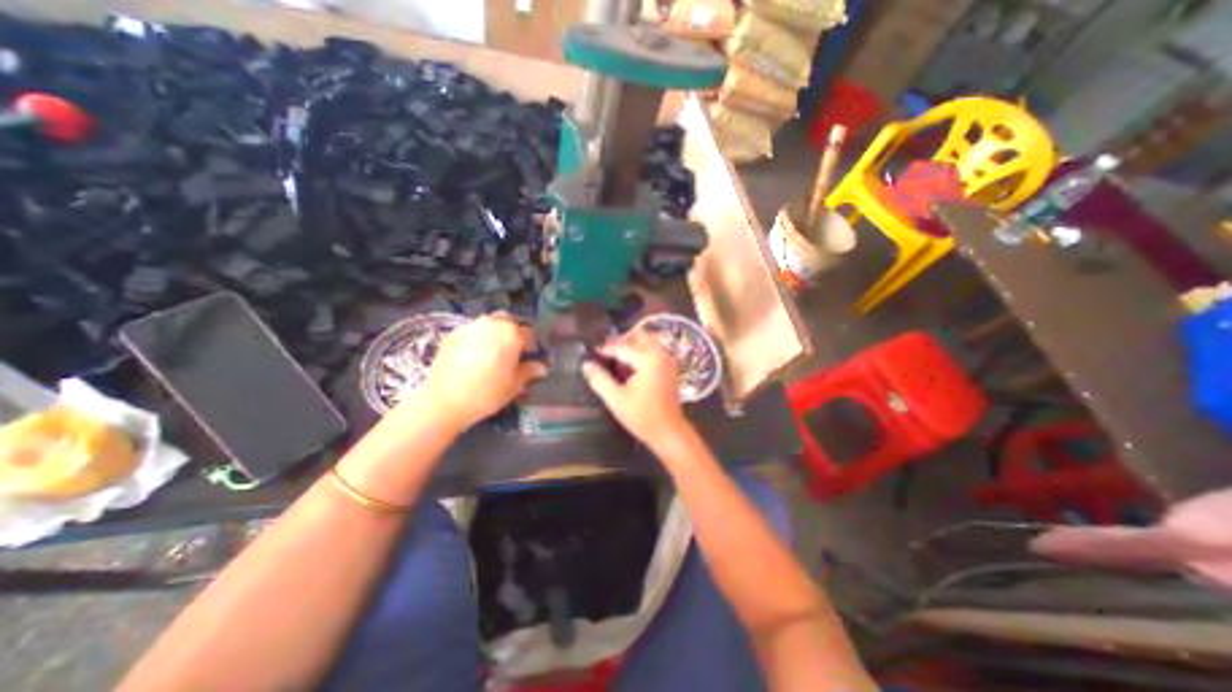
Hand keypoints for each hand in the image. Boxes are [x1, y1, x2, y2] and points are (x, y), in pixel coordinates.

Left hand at [405, 313, 541, 432]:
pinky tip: (475, 356)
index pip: (529, 333)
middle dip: (514, 333)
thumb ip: (529, 371)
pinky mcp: (453, 334)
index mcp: (512, 334)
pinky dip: (478, 338)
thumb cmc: (487, 393)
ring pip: (489, 323)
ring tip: (493, 353)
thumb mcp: (515, 385)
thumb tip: (541, 367)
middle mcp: (492, 324)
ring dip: (495, 333)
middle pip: (509, 322)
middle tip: (513, 352)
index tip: (530, 357)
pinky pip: (472, 331)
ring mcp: (471, 327)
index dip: (532, 345)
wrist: (445, 401)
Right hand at [583, 329, 688, 448]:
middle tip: (605, 353)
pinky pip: (652, 350)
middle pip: (639, 335)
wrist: (669, 432)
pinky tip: (628, 367)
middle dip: (621, 341)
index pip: (622, 346)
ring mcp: (666, 360)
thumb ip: (599, 379)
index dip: (605, 349)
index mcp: (648, 359)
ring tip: (615, 359)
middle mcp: (659, 354)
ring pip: (647, 342)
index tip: (592, 353)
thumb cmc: (642, 417)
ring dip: (631, 346)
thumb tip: (586, 364)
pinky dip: (640, 352)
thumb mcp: (616, 399)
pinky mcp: (668, 368)